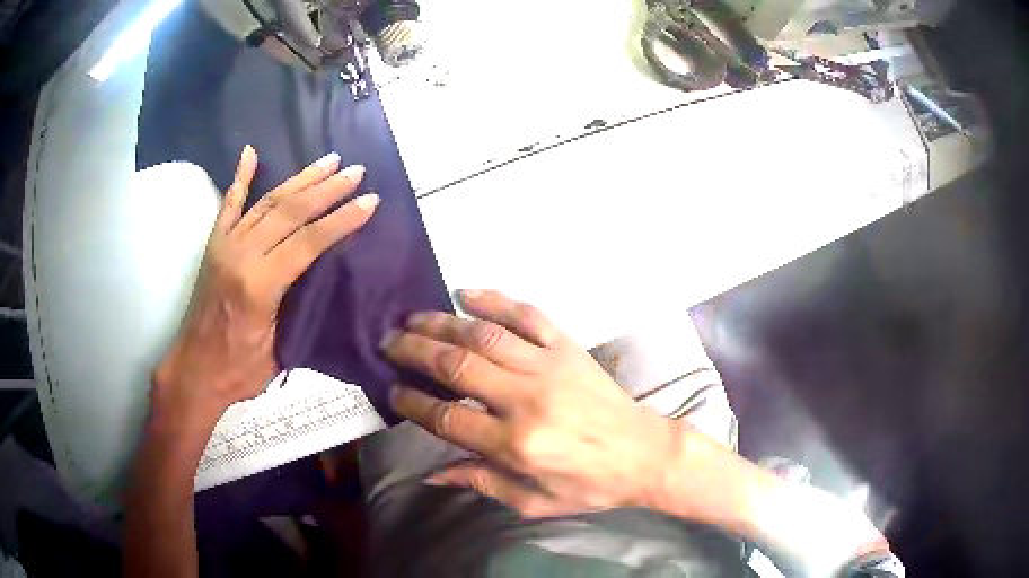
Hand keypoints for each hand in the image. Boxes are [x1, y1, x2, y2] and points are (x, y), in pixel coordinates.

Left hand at [152, 146, 378, 430]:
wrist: (194, 371)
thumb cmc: (238, 371)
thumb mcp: (279, 348)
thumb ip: (297, 304)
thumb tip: (324, 272)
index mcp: (259, 284)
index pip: (308, 241)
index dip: (341, 220)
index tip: (370, 201)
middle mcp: (241, 254)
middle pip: (290, 211)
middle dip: (326, 189)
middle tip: (355, 172)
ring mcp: (225, 245)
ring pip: (267, 201)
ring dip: (300, 179)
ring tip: (328, 160)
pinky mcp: (214, 244)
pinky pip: (229, 204)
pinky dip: (240, 177)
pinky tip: (250, 153)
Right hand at [381, 290, 682, 517]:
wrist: (644, 454)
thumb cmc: (589, 484)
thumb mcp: (533, 500)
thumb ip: (481, 482)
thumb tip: (431, 473)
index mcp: (516, 444)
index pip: (447, 418)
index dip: (412, 402)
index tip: (392, 391)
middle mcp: (526, 399)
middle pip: (456, 367)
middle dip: (414, 352)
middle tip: (388, 343)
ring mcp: (548, 367)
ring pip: (483, 335)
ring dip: (441, 323)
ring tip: (412, 318)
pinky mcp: (567, 348)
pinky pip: (527, 315)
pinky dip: (494, 300)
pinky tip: (466, 293)